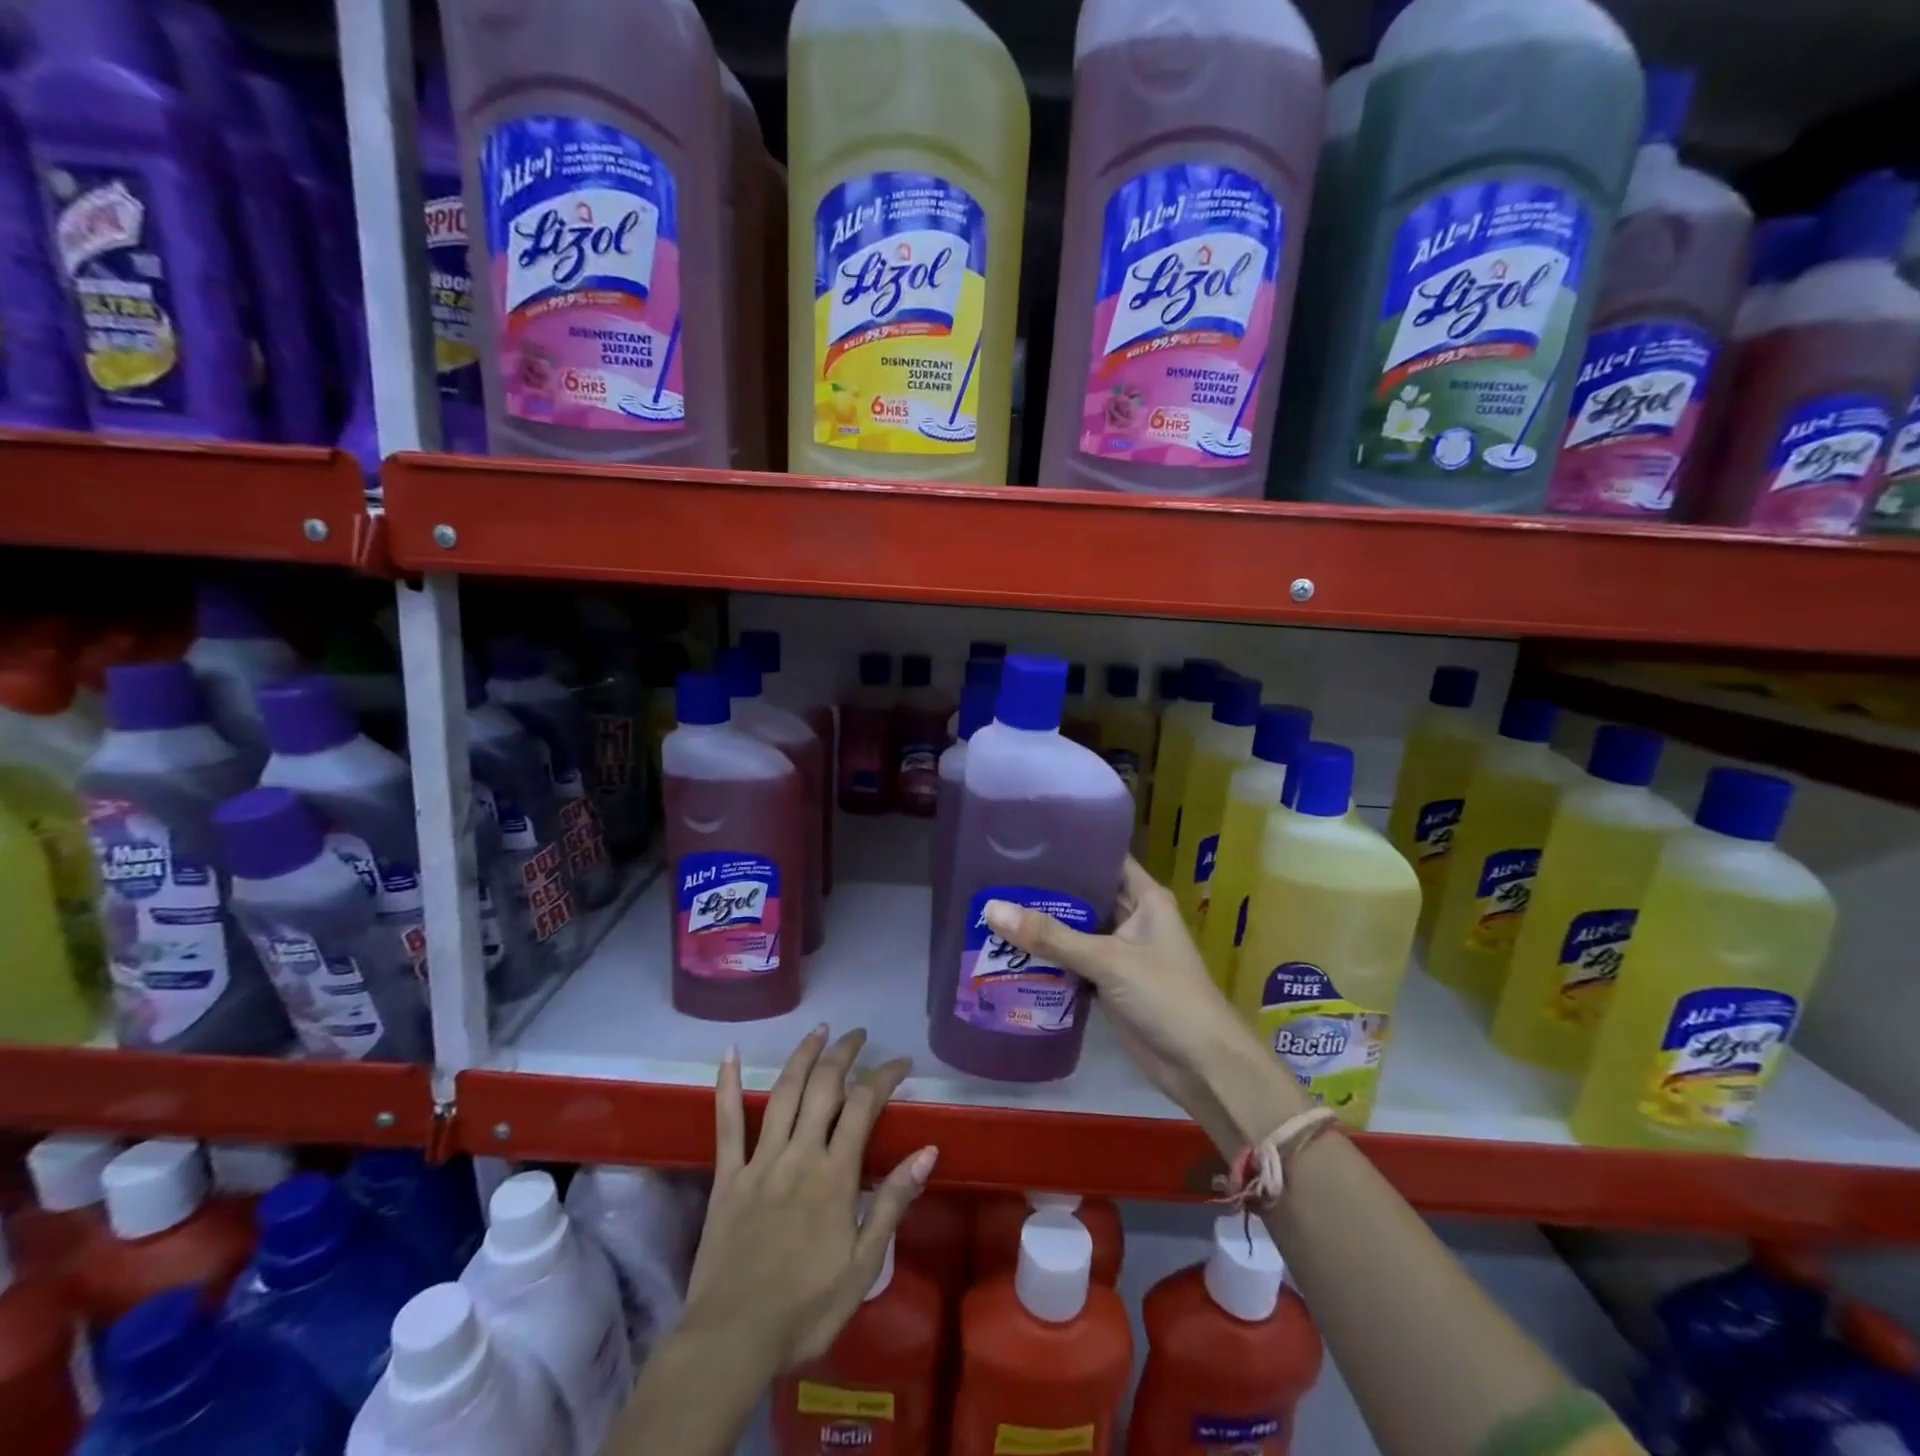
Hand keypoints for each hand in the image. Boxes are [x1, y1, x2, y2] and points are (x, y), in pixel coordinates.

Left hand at [682, 1026, 937, 1373]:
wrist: (732, 1341)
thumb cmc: (806, 1309)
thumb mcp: (864, 1266)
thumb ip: (892, 1202)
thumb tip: (927, 1150)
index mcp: (835, 1175)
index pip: (864, 1105)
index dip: (885, 1076)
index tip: (901, 1064)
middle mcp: (799, 1154)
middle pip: (824, 1087)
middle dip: (844, 1054)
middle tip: (858, 1035)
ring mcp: (760, 1161)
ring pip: (783, 1092)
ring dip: (803, 1056)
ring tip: (819, 1030)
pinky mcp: (727, 1176)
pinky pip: (727, 1123)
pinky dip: (728, 1085)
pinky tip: (730, 1053)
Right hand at [984, 858, 1304, 1151]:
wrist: (1202, 1066)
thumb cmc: (1165, 996)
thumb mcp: (1108, 960)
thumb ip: (1051, 937)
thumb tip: (992, 909)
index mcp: (1145, 898)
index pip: (1104, 858)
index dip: (1070, 846)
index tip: (1025, 840)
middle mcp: (1132, 918)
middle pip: (1084, 895)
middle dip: (1046, 889)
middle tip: (995, 875)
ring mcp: (1120, 953)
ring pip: (1075, 931)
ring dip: (1043, 926)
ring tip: (992, 907)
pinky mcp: (1109, 984)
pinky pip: (1072, 962)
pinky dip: (1048, 959)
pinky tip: (1010, 951)